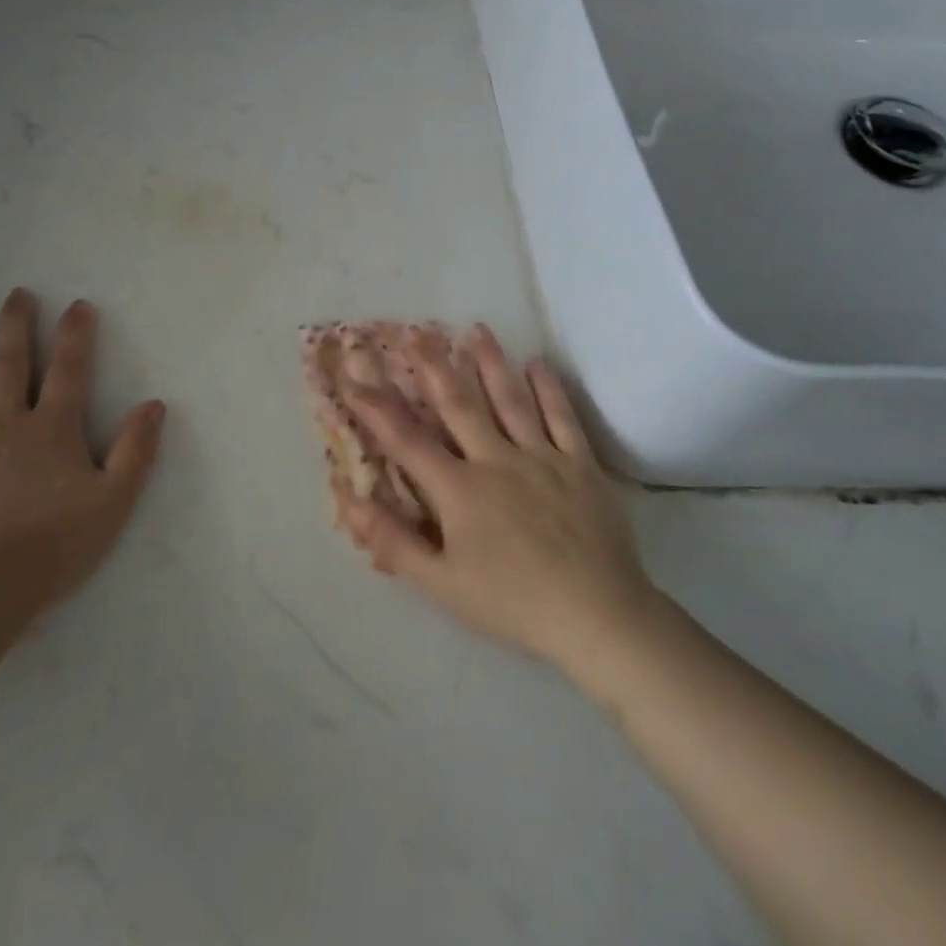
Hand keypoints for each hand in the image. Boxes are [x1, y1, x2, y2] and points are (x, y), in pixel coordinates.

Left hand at [0, 289, 165, 634]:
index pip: (69, 369)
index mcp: (51, 428)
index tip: (78, 305)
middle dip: (16, 324)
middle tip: (17, 293)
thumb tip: (154, 404)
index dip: (76, 334)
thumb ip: (135, 451)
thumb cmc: (52, 550)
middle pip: (11, 361)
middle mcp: (4, 421)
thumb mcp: (113, 503)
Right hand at [333, 324, 653, 672]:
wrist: (598, 616)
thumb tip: (347, 500)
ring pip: (510, 399)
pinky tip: (537, 364)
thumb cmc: (512, 602)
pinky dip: (549, 389)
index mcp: (459, 489)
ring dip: (490, 363)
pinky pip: (562, 418)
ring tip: (476, 330)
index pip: (406, 439)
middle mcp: (496, 460)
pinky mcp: (581, 465)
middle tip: (416, 331)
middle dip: (433, 365)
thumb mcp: (441, 583)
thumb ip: (392, 541)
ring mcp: (542, 458)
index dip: (375, 406)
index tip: (354, 374)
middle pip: (458, 404)